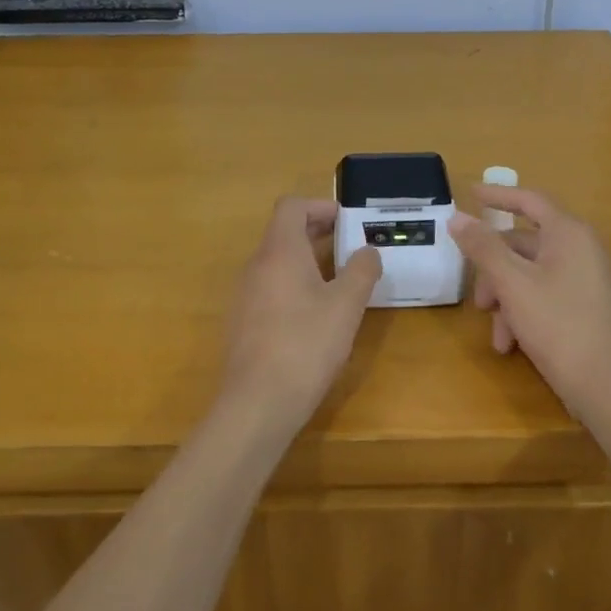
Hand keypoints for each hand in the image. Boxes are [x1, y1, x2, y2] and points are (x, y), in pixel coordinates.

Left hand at [218, 197, 381, 432]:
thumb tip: (368, 251)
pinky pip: (270, 287)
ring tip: (339, 282)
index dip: (320, 206)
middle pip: (284, 232)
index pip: (291, 206)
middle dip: (318, 233)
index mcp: (280, 251)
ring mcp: (245, 295)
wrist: (256, 403)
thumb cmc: (306, 345)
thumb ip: (361, 271)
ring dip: (307, 261)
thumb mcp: (346, 306)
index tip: (347, 221)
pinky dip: (294, 285)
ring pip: (277, 262)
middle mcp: (256, 266)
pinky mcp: (243, 322)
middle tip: (351, 248)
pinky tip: (315, 315)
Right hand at [447, 186, 610, 420]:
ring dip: (505, 299)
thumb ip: (483, 247)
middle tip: (478, 299)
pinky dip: (522, 312)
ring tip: (497, 334)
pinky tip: (510, 344)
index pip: (529, 200)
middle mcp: (580, 249)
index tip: (470, 193)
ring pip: (528, 274)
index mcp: (568, 234)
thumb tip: (457, 217)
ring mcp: (584, 278)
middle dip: (494, 271)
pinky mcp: (583, 305)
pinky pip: (543, 294)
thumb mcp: (512, 283)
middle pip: (523, 244)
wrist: (605, 387)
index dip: (498, 195)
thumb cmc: (557, 325)